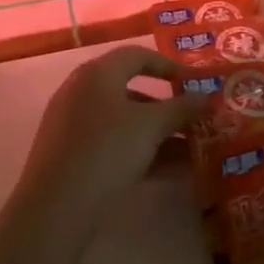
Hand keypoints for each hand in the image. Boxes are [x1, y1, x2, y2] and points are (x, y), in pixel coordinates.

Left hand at [17, 46, 207, 220]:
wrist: (55, 208)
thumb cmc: (106, 150)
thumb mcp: (151, 126)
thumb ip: (182, 108)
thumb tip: (208, 97)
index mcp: (97, 74)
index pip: (136, 55)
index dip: (168, 65)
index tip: (194, 82)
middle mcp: (82, 92)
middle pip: (132, 91)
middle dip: (168, 108)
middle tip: (196, 120)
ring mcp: (74, 126)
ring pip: (125, 123)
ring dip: (160, 135)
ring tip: (193, 151)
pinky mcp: (72, 157)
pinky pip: (114, 146)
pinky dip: (142, 153)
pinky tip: (171, 172)